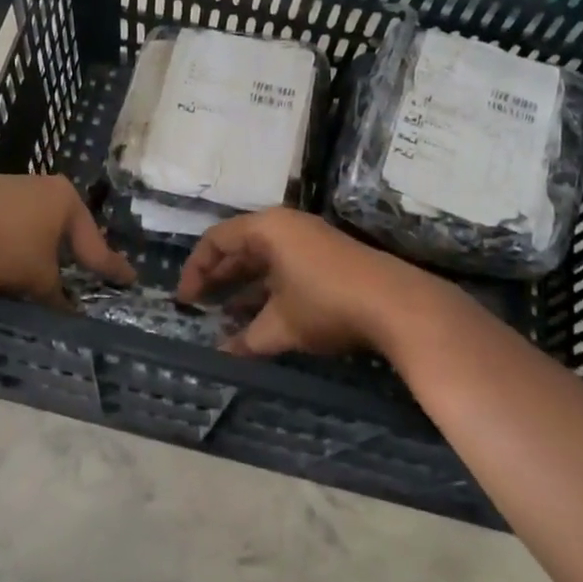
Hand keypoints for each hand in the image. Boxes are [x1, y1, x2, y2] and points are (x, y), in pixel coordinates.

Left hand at [0, 173, 132, 308]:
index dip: (111, 266)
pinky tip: (3, 260)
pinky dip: (13, 244)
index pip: (95, 242)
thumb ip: (56, 295)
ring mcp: (9, 187)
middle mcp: (42, 187)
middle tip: (84, 274)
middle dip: (72, 253)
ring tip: (40, 274)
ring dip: (39, 250)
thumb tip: (68, 312)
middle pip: (65, 229)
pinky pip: (8, 225)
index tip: (129, 279)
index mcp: (65, 200)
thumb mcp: (37, 278)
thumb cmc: (3, 244)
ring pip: (34, 226)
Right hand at [176, 208, 436, 356]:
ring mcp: (310, 240)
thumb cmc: (326, 304)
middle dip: (218, 278)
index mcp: (267, 229)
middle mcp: (286, 227)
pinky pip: (284, 268)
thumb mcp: (280, 325)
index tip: (185, 301)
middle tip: (199, 307)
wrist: (398, 305)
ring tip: (226, 318)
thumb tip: (222, 354)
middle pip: (239, 247)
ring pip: (263, 260)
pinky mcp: (328, 258)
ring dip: (243, 287)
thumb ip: (246, 339)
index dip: (195, 270)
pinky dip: (268, 290)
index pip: (216, 240)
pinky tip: (261, 318)